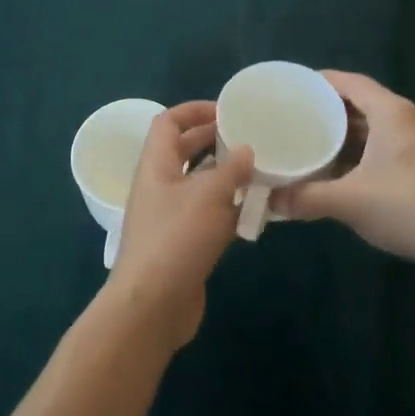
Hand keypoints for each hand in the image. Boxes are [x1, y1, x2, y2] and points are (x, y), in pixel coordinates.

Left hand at [104, 102, 254, 349]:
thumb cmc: (177, 238)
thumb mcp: (209, 195)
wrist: (153, 305)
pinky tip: (256, 211)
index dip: (194, 110)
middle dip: (214, 140)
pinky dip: (228, 208)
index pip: (168, 122)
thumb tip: (247, 149)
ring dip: (226, 176)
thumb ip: (232, 169)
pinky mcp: (183, 243)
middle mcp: (159, 185)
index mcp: (156, 164)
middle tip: (250, 137)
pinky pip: (207, 214)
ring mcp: (170, 216)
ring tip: (261, 170)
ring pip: (199, 184)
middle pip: (184, 151)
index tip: (227, 110)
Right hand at [273, 71, 414, 273]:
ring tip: (319, 142)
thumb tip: (272, 201)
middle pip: (366, 102)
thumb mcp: (348, 202)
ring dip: (351, 132)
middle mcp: (411, 119)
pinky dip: (368, 149)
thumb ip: (306, 198)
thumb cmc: (405, 207)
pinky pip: (393, 143)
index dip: (323, 82)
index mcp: (393, 113)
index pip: (352, 82)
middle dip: (333, 109)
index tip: (296, 88)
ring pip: (381, 125)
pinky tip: (349, 169)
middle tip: (300, 117)